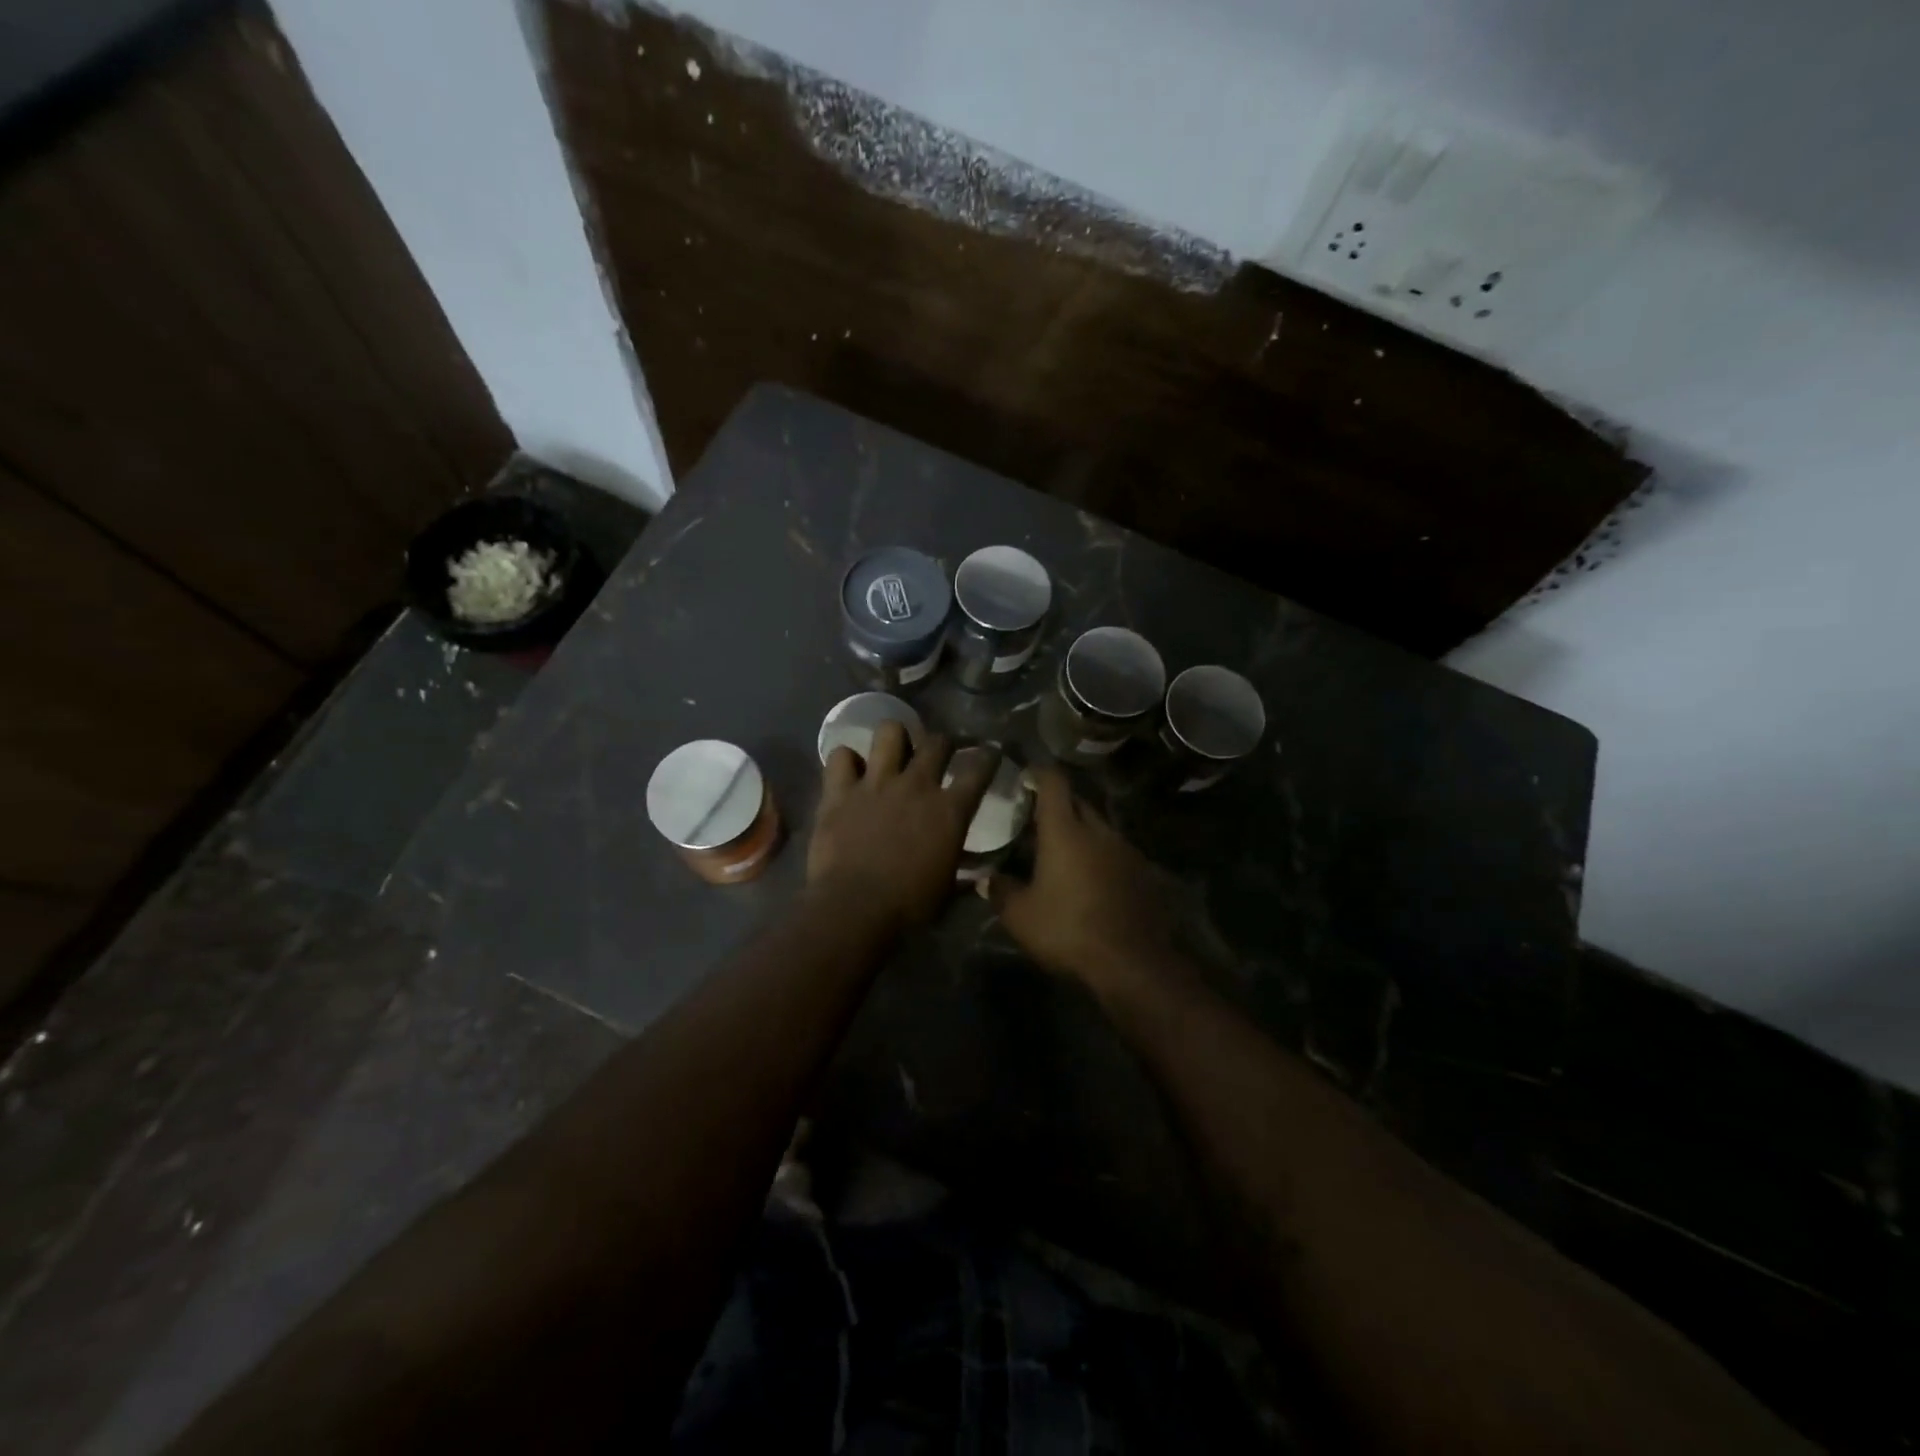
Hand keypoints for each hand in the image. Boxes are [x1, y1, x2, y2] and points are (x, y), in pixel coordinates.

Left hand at [808, 722, 998, 934]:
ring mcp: (876, 783)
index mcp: (950, 811)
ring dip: (895, 738)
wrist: (854, 908)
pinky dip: (846, 761)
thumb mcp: (947, 891)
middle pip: (937, 742)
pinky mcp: (839, 791)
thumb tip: (976, 879)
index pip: (979, 770)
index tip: (989, 754)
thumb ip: (961, 874)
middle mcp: (916, 786)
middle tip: (939, 754)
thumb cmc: (909, 907)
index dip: (988, 757)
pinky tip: (849, 773)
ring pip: (890, 732)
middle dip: (943, 744)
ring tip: (893, 751)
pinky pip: (840, 756)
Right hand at [988, 768, 1178, 994]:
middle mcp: (1098, 831)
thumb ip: (1001, 891)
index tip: (1026, 774)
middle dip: (1059, 804)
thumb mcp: (1020, 916)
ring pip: (1099, 828)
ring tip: (1063, 851)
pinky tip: (1090, 878)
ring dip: (1081, 832)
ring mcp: (1126, 851)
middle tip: (1037, 817)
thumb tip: (986, 879)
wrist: (1132, 963)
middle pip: (1078, 803)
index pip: (1054, 783)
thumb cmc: (1068, 930)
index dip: (1039, 773)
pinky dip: (1100, 856)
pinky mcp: (1143, 873)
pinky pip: (1116, 853)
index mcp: (1065, 831)